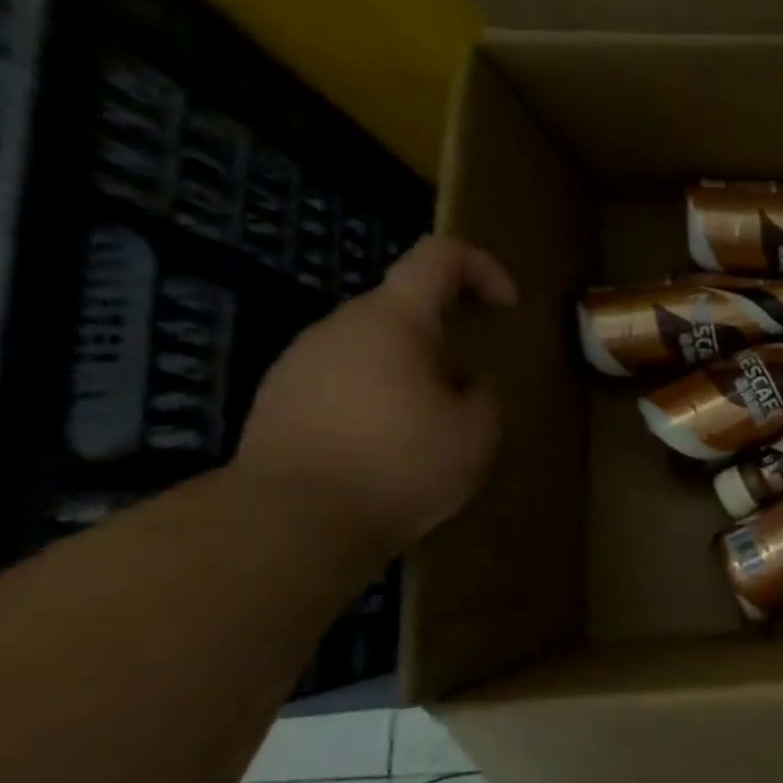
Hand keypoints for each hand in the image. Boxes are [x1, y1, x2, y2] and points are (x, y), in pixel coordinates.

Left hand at [236, 236, 518, 548]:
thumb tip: (467, 383)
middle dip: (446, 333)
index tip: (506, 309)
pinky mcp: (276, 401)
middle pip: (402, 303)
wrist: (285, 526)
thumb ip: (483, 393)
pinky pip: (341, 379)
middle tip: (470, 384)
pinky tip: (386, 448)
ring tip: (429, 424)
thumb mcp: (477, 432)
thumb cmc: (398, 466)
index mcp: (392, 321)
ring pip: (370, 344)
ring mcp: (298, 363)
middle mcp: (338, 327)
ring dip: (410, 368)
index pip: (440, 256)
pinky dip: (375, 396)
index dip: (484, 268)